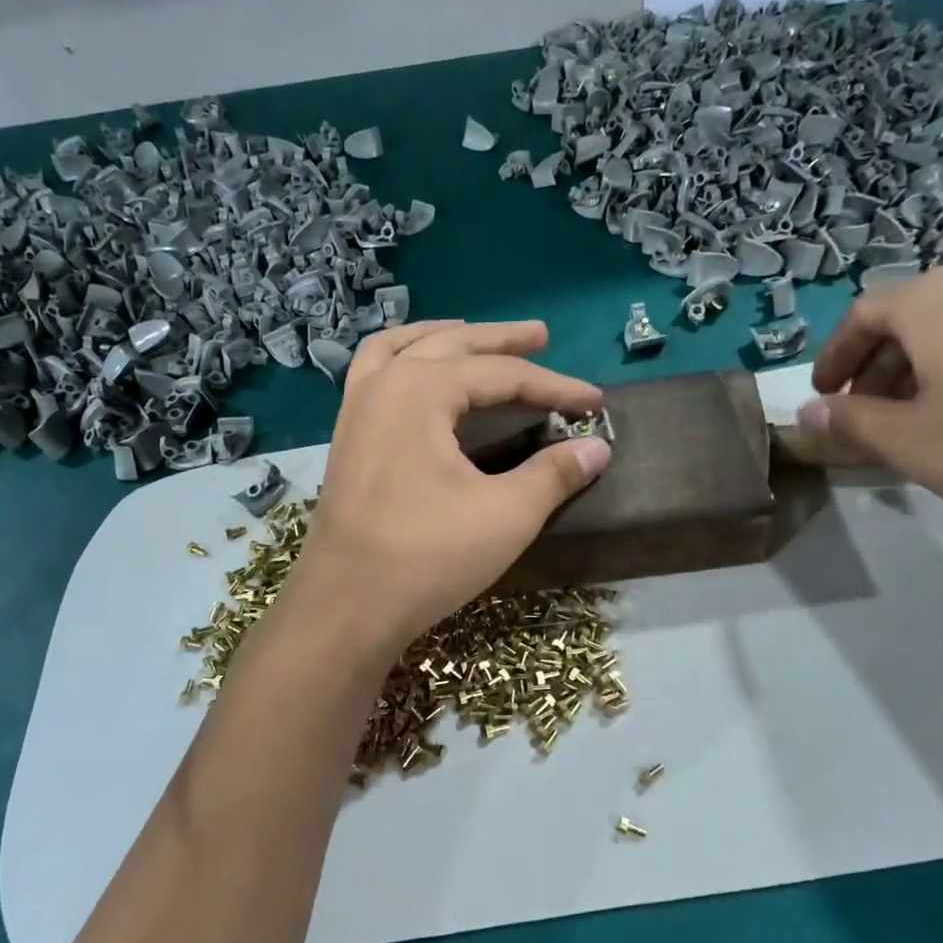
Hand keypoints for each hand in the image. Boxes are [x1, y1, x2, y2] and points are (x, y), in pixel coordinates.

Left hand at [287, 320, 610, 652]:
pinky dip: (404, 363)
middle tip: (540, 335)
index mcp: (420, 390)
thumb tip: (597, 448)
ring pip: (401, 350)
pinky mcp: (346, 440)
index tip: (594, 403)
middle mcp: (382, 385)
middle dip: (499, 341)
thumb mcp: (506, 515)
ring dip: (443, 339)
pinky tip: (418, 380)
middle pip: (450, 346)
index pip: (502, 376)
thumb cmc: (427, 557)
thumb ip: (554, 474)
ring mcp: (356, 411)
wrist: (345, 607)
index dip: (554, 387)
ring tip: (473, 338)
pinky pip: (375, 377)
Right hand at [791, 268, 942, 521]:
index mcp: (931, 302)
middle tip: (865, 414)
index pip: (862, 314)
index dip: (834, 356)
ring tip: (917, 419)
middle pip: (908, 318)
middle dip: (875, 367)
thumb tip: (808, 415)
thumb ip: (849, 424)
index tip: (822, 394)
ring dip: (919, 370)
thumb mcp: (907, 441)